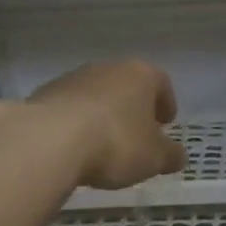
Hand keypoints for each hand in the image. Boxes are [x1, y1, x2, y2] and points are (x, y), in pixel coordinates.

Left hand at [26, 61, 184, 189]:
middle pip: (127, 85)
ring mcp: (74, 78)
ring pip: (97, 94)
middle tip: (136, 134)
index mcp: (141, 75)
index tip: (166, 123)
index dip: (166, 103)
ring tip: (102, 144)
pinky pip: (70, 107)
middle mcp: (109, 68)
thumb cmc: (115, 143)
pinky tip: (74, 146)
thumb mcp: (153, 158)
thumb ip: (170, 155)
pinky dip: (76, 122)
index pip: (161, 83)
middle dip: (133, 108)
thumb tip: (180, 156)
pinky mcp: (46, 94)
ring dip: (103, 114)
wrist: (49, 140)